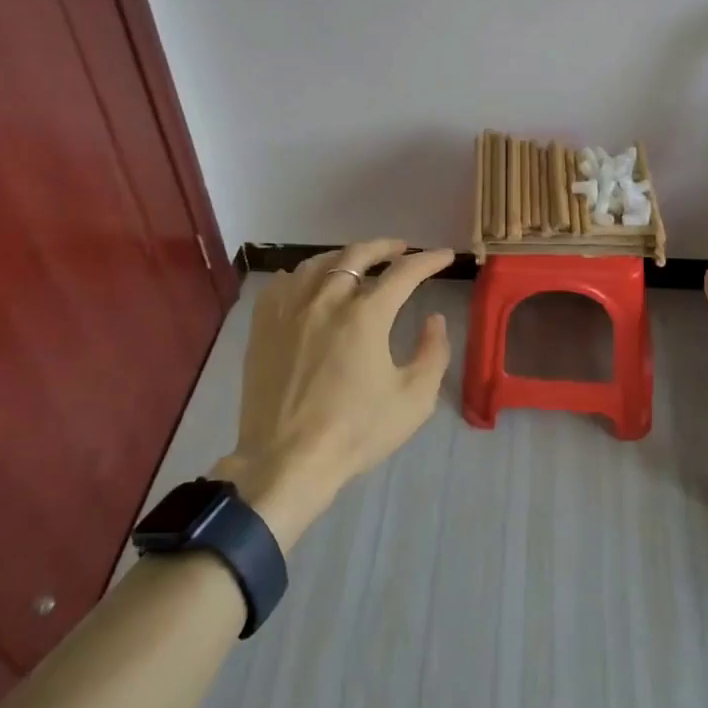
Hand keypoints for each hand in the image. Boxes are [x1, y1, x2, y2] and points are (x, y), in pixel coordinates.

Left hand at [216, 239, 453, 547]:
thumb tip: (434, 320)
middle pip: (358, 255)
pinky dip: (303, 275)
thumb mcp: (414, 399)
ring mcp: (290, 310)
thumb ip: (434, 353)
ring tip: (356, 261)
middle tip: (400, 249)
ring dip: (344, 256)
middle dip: (385, 247)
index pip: (404, 273)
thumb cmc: (355, 432)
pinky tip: (309, 283)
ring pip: (318, 263)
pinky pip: (283, 283)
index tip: (444, 256)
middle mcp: (326, 300)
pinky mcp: (263, 326)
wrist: (287, 461)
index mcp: (366, 315)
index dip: (428, 260)